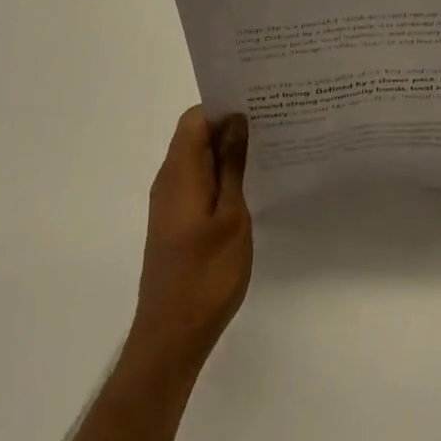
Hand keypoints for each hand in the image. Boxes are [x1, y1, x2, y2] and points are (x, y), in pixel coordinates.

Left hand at [130, 108, 251, 367]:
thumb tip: (235, 120)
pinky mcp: (175, 222)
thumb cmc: (206, 274)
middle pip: (195, 136)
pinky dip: (220, 175)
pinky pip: (197, 182)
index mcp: (179, 172)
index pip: (195, 118)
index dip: (223, 106)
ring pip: (198, 159)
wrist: (172, 337)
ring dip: (227, 152)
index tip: (257, 104)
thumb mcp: (231, 216)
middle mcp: (169, 180)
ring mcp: (170, 203)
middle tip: (271, 123)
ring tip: (267, 149)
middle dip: (230, 125)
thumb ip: (231, 166)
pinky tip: (250, 184)